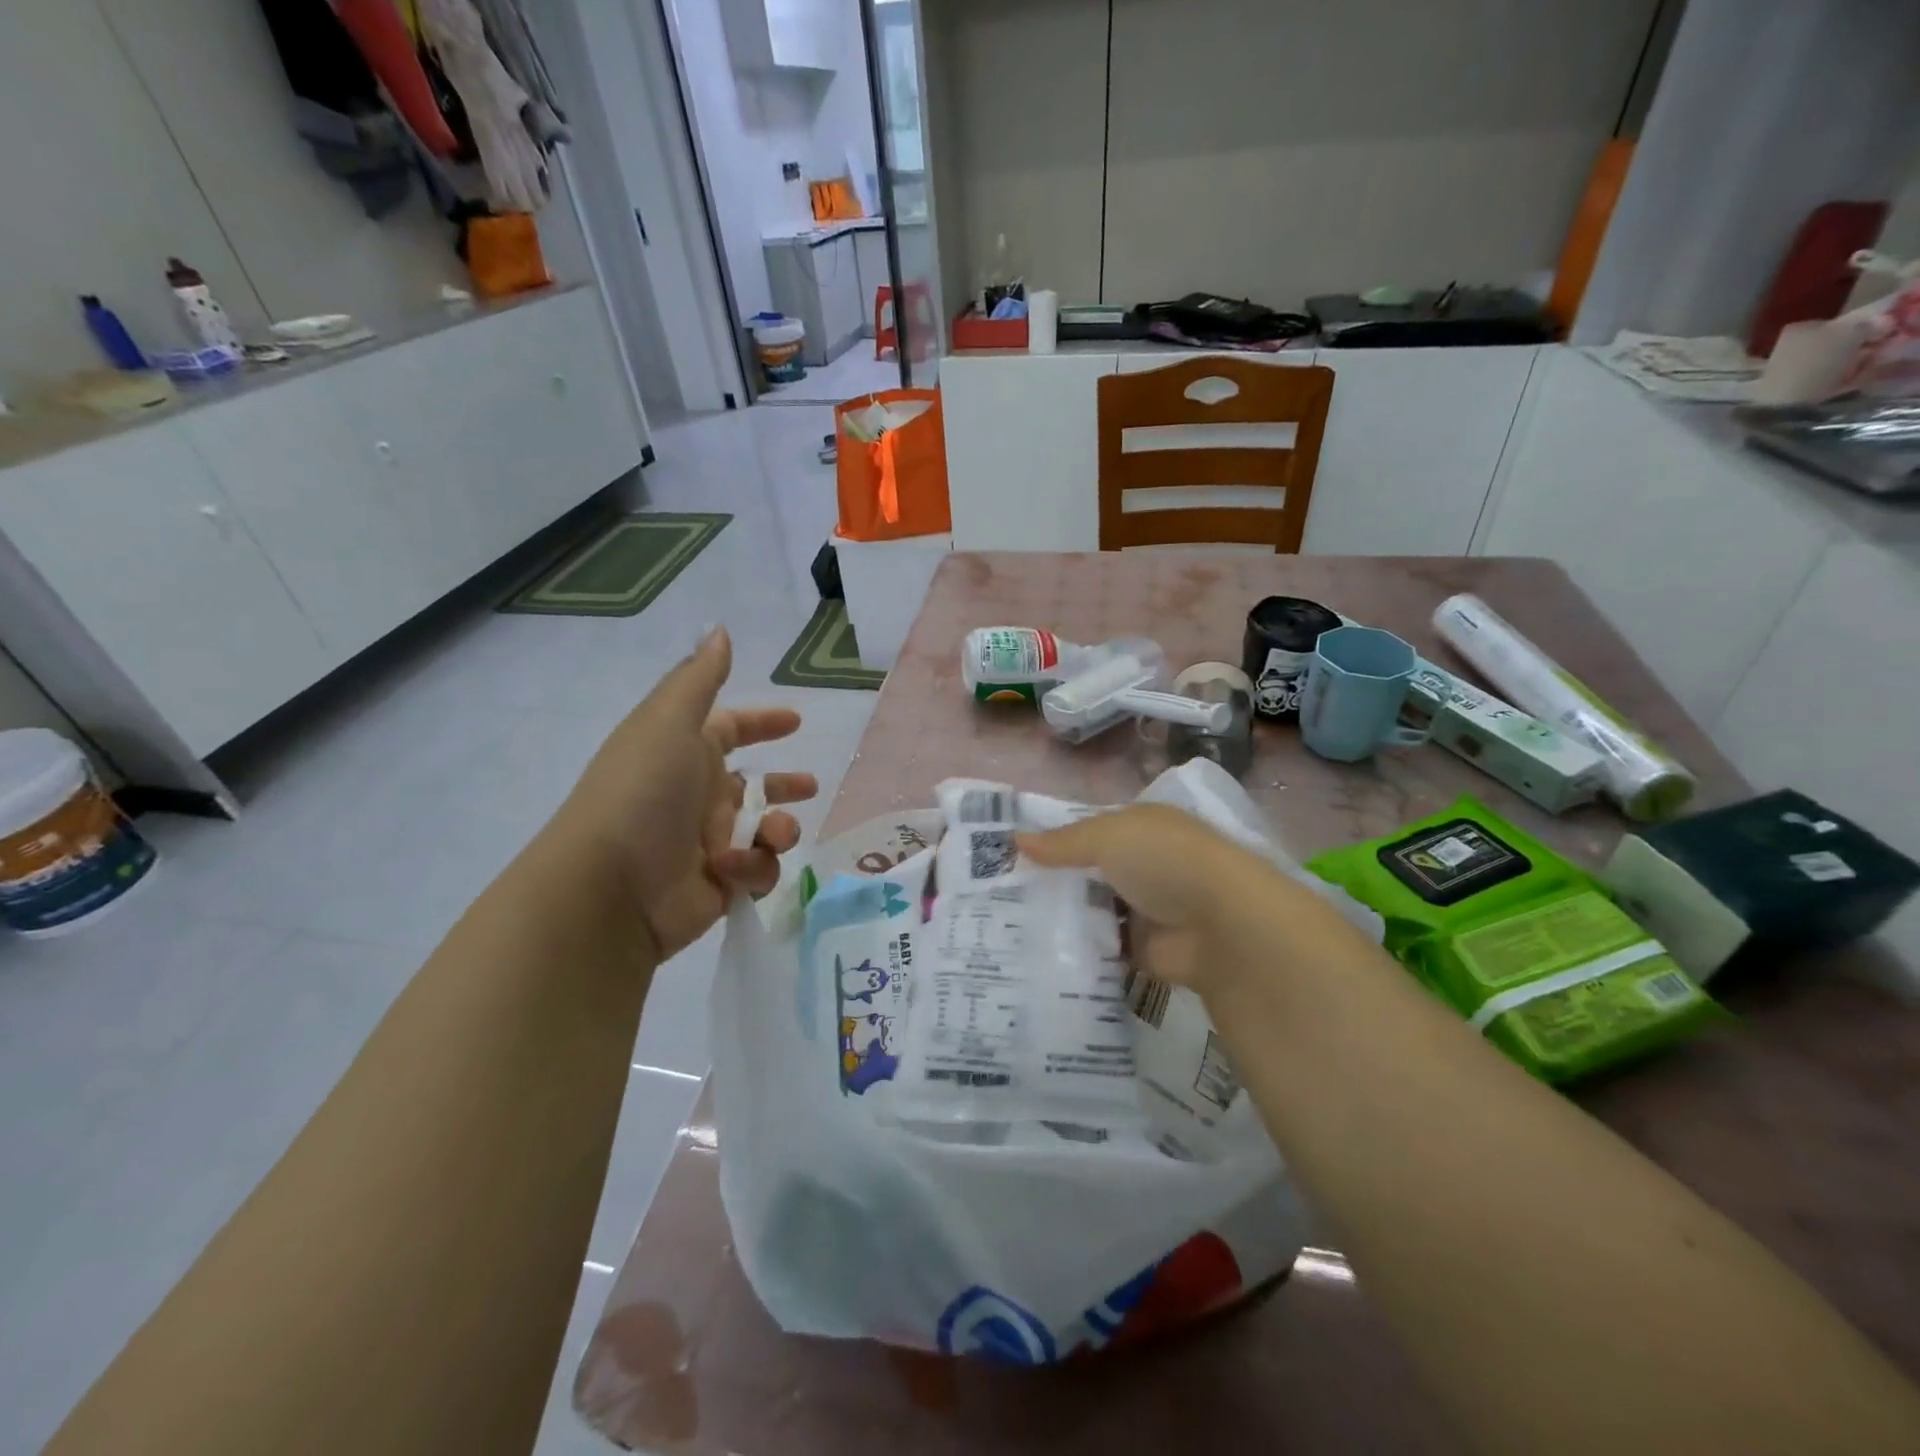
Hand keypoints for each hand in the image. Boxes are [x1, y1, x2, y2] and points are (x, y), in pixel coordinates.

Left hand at [556, 627, 816, 961]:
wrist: (610, 888)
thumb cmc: (643, 792)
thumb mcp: (669, 722)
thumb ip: (700, 678)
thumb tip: (719, 629)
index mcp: (685, 753)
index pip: (730, 730)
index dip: (761, 723)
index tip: (795, 722)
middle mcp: (698, 796)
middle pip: (753, 785)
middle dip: (784, 786)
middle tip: (810, 788)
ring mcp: (709, 843)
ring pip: (766, 829)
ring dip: (780, 827)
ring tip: (775, 833)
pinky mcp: (720, 885)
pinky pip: (758, 870)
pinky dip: (754, 867)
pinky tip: (734, 868)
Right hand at [1020, 805, 1302, 995]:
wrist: (1225, 927)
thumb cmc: (1166, 861)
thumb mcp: (1108, 836)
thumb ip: (1063, 842)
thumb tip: (1014, 839)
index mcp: (1141, 827)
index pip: (1089, 830)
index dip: (1053, 840)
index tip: (1008, 854)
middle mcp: (1144, 865)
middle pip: (1088, 871)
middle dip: (1051, 881)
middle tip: (998, 893)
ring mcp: (1146, 909)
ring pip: (1093, 910)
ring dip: (1062, 916)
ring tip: (1006, 925)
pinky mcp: (1145, 951)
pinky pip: (1103, 947)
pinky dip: (1079, 949)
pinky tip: (1037, 951)